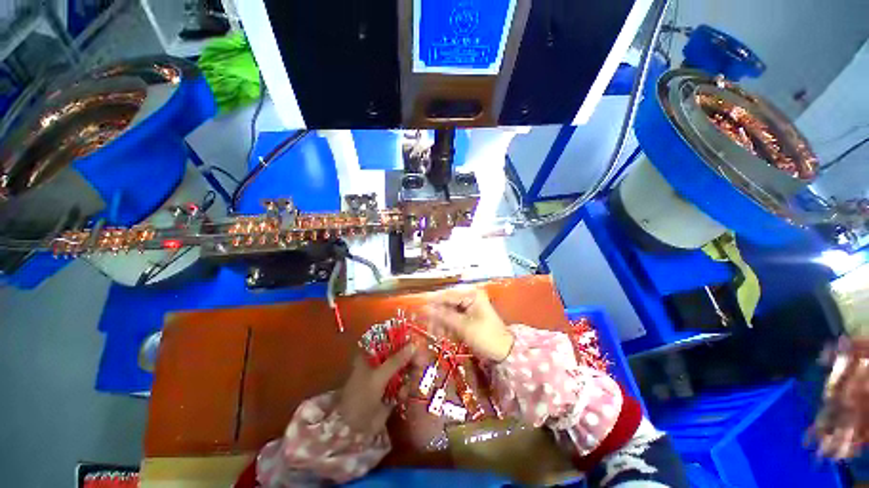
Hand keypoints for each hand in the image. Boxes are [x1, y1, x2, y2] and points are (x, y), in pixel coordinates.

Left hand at [337, 346, 414, 435]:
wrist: (354, 429)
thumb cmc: (361, 396)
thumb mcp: (378, 376)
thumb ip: (396, 361)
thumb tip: (414, 345)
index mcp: (370, 356)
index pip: (388, 341)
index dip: (402, 340)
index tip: (415, 341)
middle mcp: (378, 364)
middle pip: (398, 355)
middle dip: (409, 358)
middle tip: (421, 360)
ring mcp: (385, 378)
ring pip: (402, 370)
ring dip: (410, 373)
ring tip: (416, 377)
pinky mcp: (390, 392)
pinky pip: (403, 385)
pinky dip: (405, 388)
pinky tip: (402, 395)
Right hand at [424, 288, 513, 361]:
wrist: (503, 352)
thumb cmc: (486, 336)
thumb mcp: (463, 326)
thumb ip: (443, 316)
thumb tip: (425, 308)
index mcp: (471, 294)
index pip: (447, 294)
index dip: (432, 301)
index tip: (418, 307)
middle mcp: (469, 297)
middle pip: (447, 302)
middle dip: (437, 314)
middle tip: (427, 325)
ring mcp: (468, 306)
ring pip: (448, 311)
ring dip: (441, 322)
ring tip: (436, 334)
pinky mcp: (467, 316)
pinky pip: (453, 317)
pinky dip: (447, 325)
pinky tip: (443, 334)